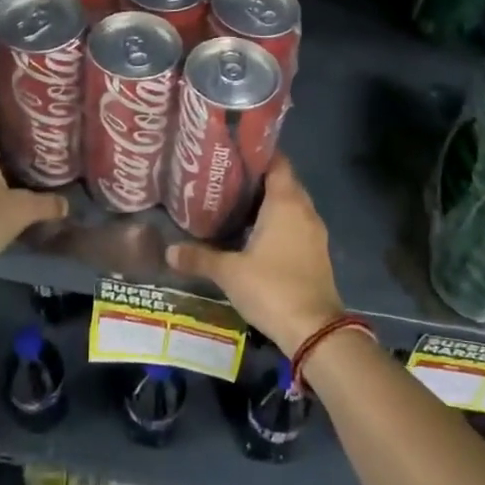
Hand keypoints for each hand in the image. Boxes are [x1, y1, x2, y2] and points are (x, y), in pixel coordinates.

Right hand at [167, 156, 342, 355]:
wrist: (314, 330)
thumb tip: (169, 251)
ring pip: (291, 205)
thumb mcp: (229, 273)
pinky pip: (296, 226)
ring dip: (268, 204)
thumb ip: (200, 258)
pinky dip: (278, 223)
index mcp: (286, 203)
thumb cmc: (272, 288)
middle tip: (225, 180)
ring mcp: (314, 232)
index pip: (277, 162)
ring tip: (235, 205)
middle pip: (283, 182)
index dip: (257, 155)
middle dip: (257, 180)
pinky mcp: (316, 253)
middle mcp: (304, 210)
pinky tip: (254, 235)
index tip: (232, 154)